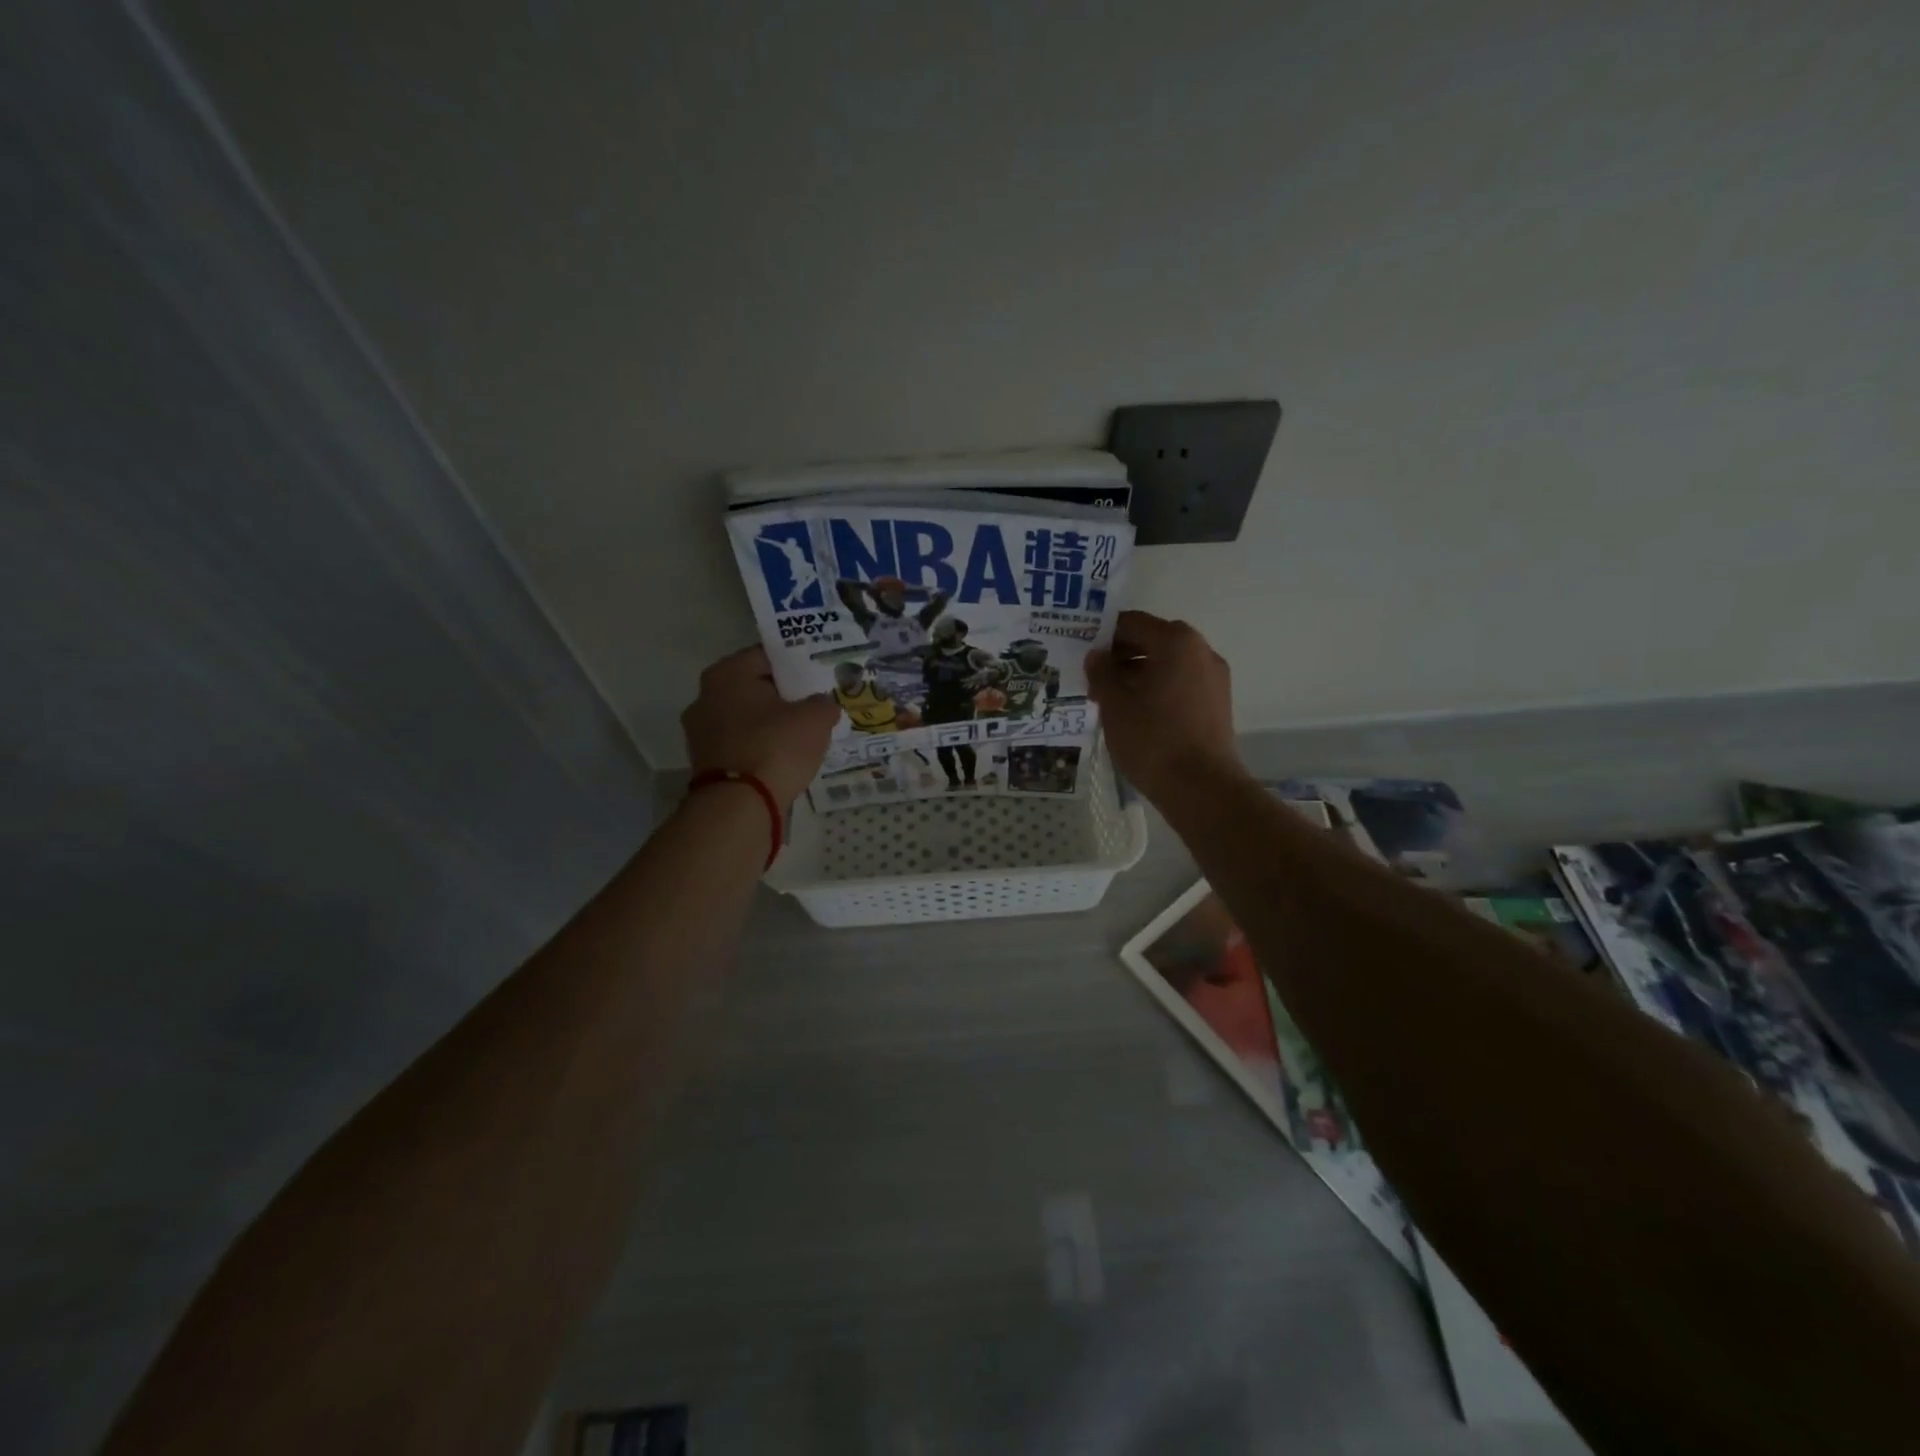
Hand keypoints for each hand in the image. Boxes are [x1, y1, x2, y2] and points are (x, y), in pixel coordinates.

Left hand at [681, 646, 839, 807]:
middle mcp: (705, 697)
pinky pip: (740, 744)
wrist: (740, 805)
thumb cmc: (776, 747)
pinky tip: (783, 756)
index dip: (796, 663)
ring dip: (769, 724)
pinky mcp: (705, 763)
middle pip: (753, 688)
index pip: (767, 656)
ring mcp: (700, 732)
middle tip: (813, 703)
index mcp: (727, 673)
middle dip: (782, 695)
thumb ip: (823, 703)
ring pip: (745, 718)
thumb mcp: (815, 718)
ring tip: (801, 732)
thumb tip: (822, 705)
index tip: (817, 674)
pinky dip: (759, 747)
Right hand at [1087, 611, 1246, 803]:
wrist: (1201, 788)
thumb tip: (1096, 655)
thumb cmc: (1153, 740)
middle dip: (1121, 657)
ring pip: (1168, 663)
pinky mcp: (1217, 702)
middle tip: (1094, 681)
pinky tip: (1138, 715)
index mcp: (1175, 642)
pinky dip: (1158, 689)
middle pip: (1152, 640)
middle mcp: (1201, 650)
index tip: (1083, 655)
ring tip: (1112, 702)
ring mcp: (1214, 677)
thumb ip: (1102, 672)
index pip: (1131, 623)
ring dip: (1138, 674)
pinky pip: (1181, 683)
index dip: (1103, 636)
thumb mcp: (1115, 705)